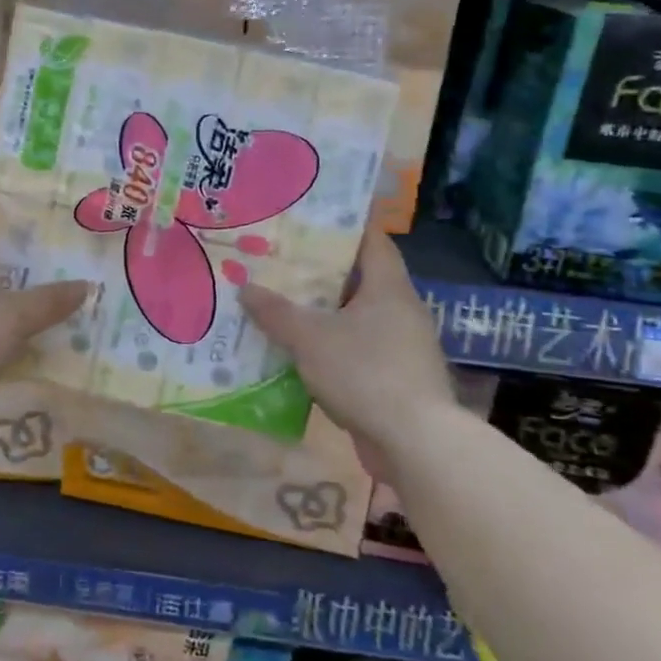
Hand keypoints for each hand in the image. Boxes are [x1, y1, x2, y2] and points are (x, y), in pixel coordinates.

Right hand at [240, 225, 453, 462]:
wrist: (416, 442)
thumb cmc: (365, 373)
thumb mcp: (310, 338)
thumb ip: (276, 312)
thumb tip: (245, 287)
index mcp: (389, 287)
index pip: (372, 239)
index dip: (344, 225)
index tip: (310, 218)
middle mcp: (401, 309)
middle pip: (360, 277)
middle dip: (322, 271)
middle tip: (282, 261)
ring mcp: (403, 346)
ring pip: (358, 316)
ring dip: (325, 312)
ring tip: (283, 304)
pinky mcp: (397, 378)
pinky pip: (359, 349)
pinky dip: (332, 345)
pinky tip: (301, 353)